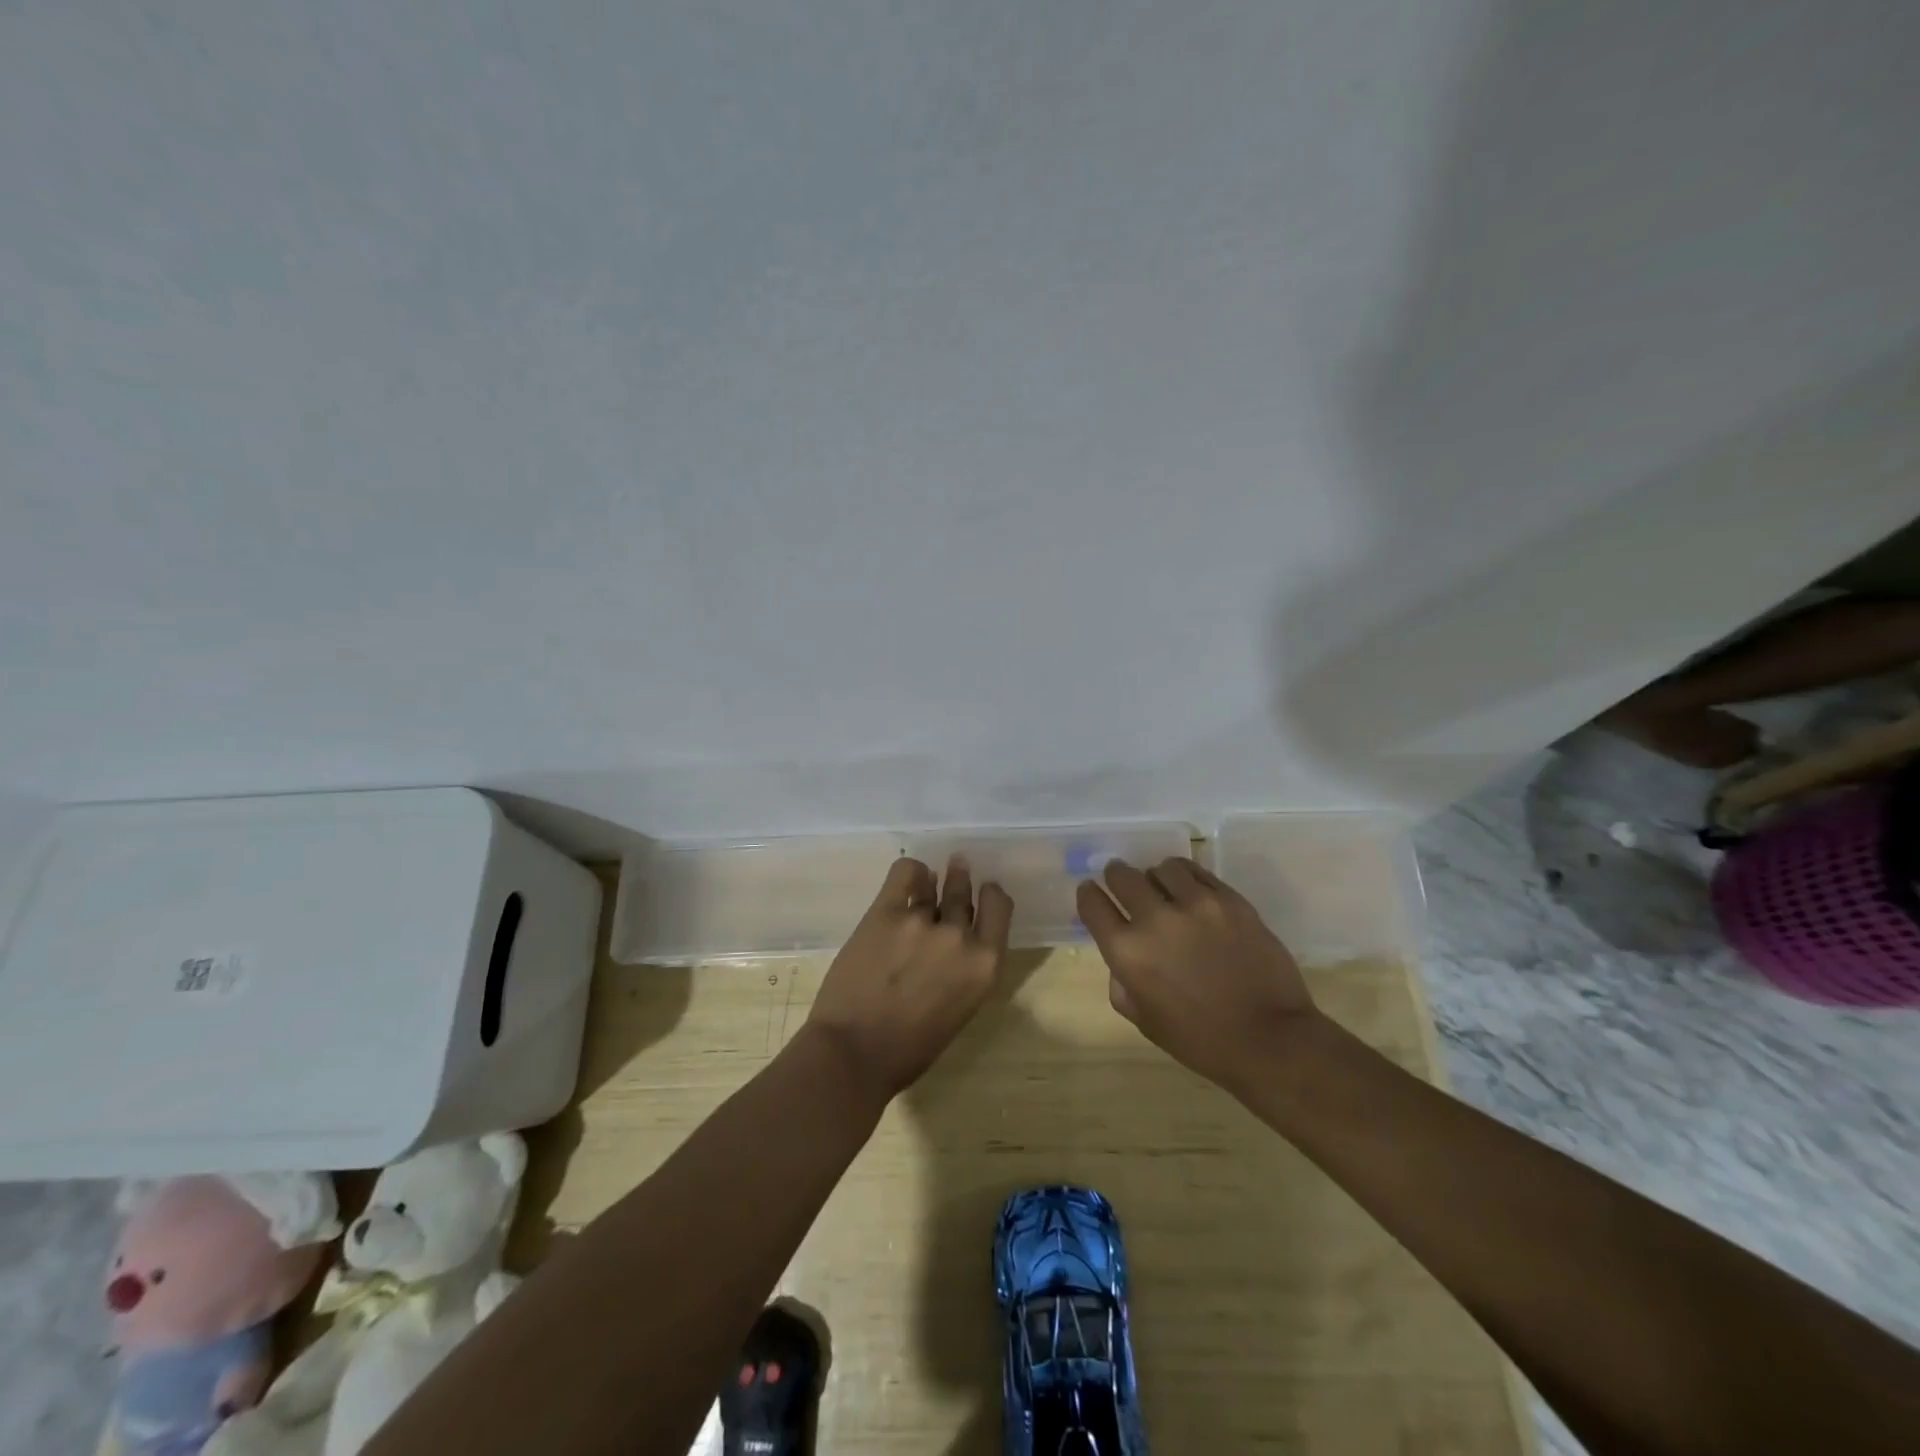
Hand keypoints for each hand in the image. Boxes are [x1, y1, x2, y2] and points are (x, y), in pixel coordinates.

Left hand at [805, 856, 1012, 1099]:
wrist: (854, 1052)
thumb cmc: (910, 1048)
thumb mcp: (958, 1010)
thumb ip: (965, 971)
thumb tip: (956, 945)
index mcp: (984, 966)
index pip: (1000, 907)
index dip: (992, 896)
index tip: (985, 891)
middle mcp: (959, 936)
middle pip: (965, 895)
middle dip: (962, 882)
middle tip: (958, 869)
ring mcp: (922, 921)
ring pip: (936, 882)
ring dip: (935, 880)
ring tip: (930, 877)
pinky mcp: (886, 912)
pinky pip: (905, 872)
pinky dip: (910, 872)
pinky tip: (909, 877)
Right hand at [1076, 857, 1317, 1092]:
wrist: (1270, 1039)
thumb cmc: (1200, 1040)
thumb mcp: (1144, 1019)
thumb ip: (1122, 981)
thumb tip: (1122, 954)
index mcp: (1127, 952)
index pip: (1092, 904)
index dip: (1088, 895)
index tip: (1091, 892)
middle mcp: (1155, 919)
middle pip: (1122, 875)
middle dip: (1117, 877)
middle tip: (1124, 884)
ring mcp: (1195, 904)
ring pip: (1162, 867)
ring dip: (1156, 878)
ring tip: (1165, 889)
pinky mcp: (1229, 899)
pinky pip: (1197, 872)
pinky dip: (1187, 878)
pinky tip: (1191, 891)